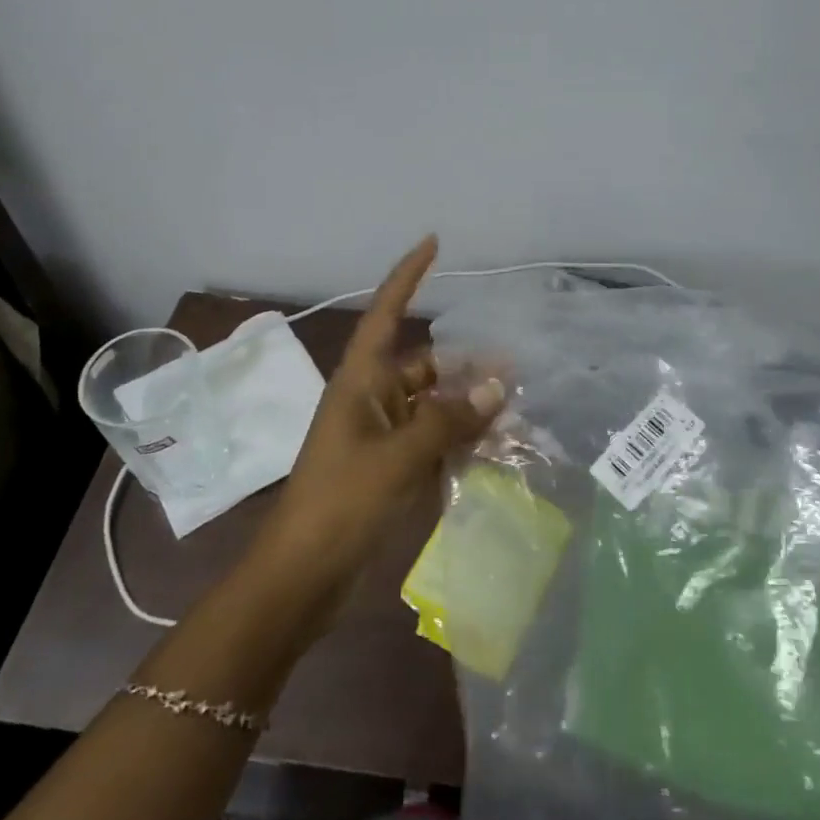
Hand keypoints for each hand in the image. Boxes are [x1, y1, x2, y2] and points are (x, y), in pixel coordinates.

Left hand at [254, 235, 504, 598]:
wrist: (302, 576)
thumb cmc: (340, 503)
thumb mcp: (397, 457)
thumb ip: (447, 419)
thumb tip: (496, 384)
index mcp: (359, 382)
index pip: (386, 314)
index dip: (407, 276)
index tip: (433, 243)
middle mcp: (371, 400)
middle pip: (424, 366)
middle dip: (465, 363)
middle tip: (516, 365)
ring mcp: (382, 436)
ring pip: (434, 406)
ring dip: (468, 405)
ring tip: (517, 405)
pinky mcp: (391, 469)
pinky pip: (434, 441)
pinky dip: (461, 439)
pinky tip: (497, 445)